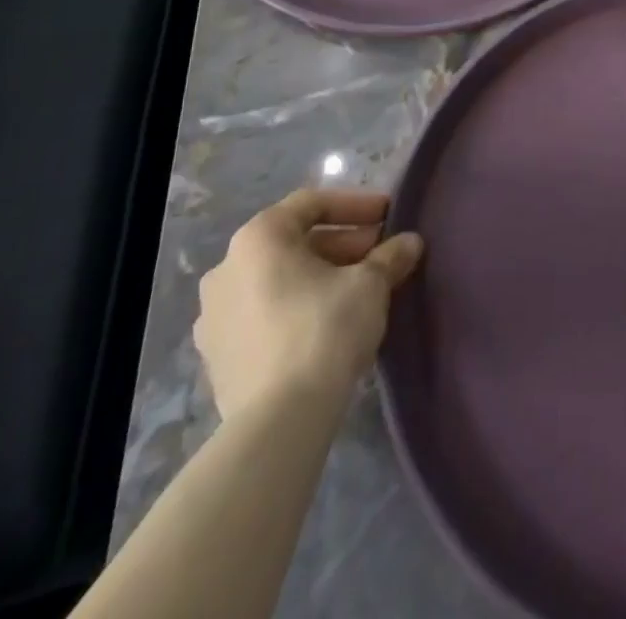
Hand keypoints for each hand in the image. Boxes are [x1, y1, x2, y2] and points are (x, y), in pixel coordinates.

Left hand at [194, 187, 423, 419]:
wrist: (279, 422)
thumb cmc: (324, 329)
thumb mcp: (370, 284)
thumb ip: (390, 256)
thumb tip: (410, 243)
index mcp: (258, 238)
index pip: (312, 203)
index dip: (356, 204)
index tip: (389, 215)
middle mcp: (227, 268)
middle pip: (294, 242)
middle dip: (342, 244)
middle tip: (380, 254)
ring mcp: (215, 316)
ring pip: (279, 279)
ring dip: (321, 276)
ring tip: (360, 290)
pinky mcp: (218, 357)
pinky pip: (264, 314)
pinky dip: (297, 307)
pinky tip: (330, 324)